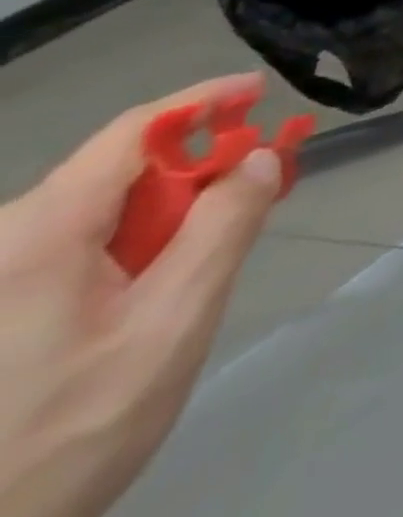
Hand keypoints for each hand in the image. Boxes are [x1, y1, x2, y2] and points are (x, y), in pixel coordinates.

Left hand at [0, 75, 283, 516]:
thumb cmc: (73, 427)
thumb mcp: (173, 321)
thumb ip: (223, 227)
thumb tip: (259, 160)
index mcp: (37, 237)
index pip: (130, 135)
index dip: (202, 102)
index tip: (260, 89)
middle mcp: (5, 246)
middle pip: (117, 173)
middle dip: (197, 169)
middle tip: (264, 186)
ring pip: (102, 214)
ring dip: (171, 214)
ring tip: (213, 253)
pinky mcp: (1, 308)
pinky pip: (79, 248)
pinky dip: (139, 244)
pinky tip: (161, 284)